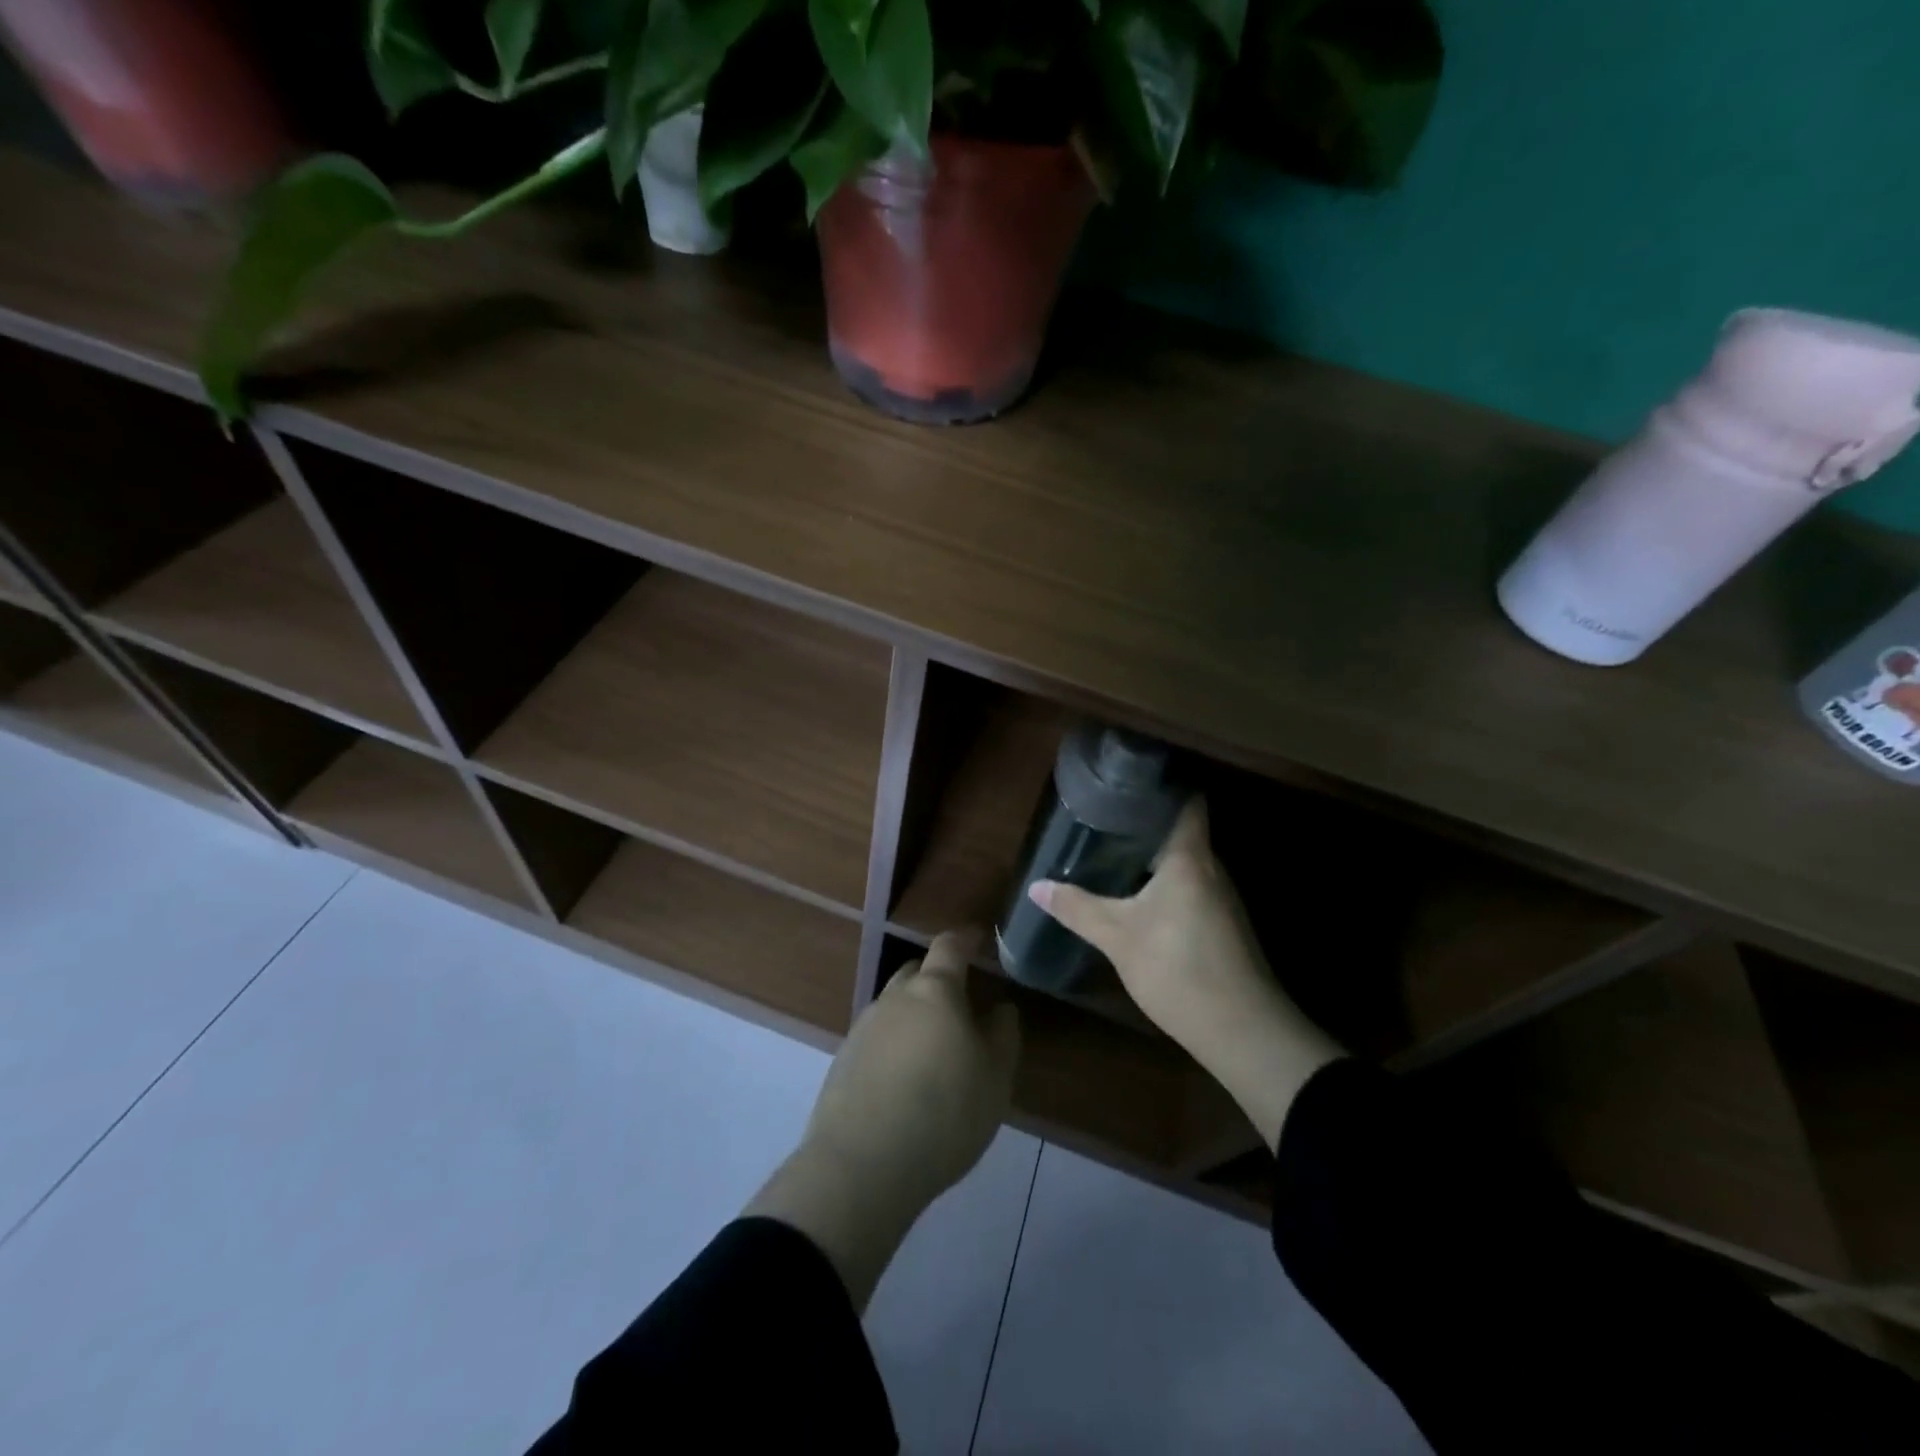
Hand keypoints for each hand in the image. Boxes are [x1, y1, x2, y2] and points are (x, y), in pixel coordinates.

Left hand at [746, 931, 1019, 1307]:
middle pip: (916, 972)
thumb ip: (1003, 1035)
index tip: (978, 939)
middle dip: (937, 977)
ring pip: (894, 1005)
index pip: (949, 947)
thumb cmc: (944, 1113)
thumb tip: (1000, 1008)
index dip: (966, 939)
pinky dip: (894, 1044)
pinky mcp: (843, 1060)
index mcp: (935, 991)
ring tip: (933, 1046)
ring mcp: (864, 1027)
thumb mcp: (995, 1078)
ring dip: (914, 1013)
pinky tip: (904, 1077)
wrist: (862, 1164)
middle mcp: (895, 998)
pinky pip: (877, 1037)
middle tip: (960, 1002)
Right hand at [1030, 799, 1340, 1148]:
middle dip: (1145, 823)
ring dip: (1154, 856)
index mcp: (1190, 858)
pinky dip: (1165, 883)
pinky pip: (1190, 887)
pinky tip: (1139, 897)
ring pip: (1186, 862)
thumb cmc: (1178, 968)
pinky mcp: (1223, 926)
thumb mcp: (1118, 937)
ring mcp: (1222, 899)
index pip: (1186, 802)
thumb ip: (1077, 908)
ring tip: (1113, 851)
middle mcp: (1212, 869)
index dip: (1161, 786)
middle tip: (1103, 818)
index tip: (1127, 781)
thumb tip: (1036, 886)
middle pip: (1182, 831)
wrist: (1242, 1031)